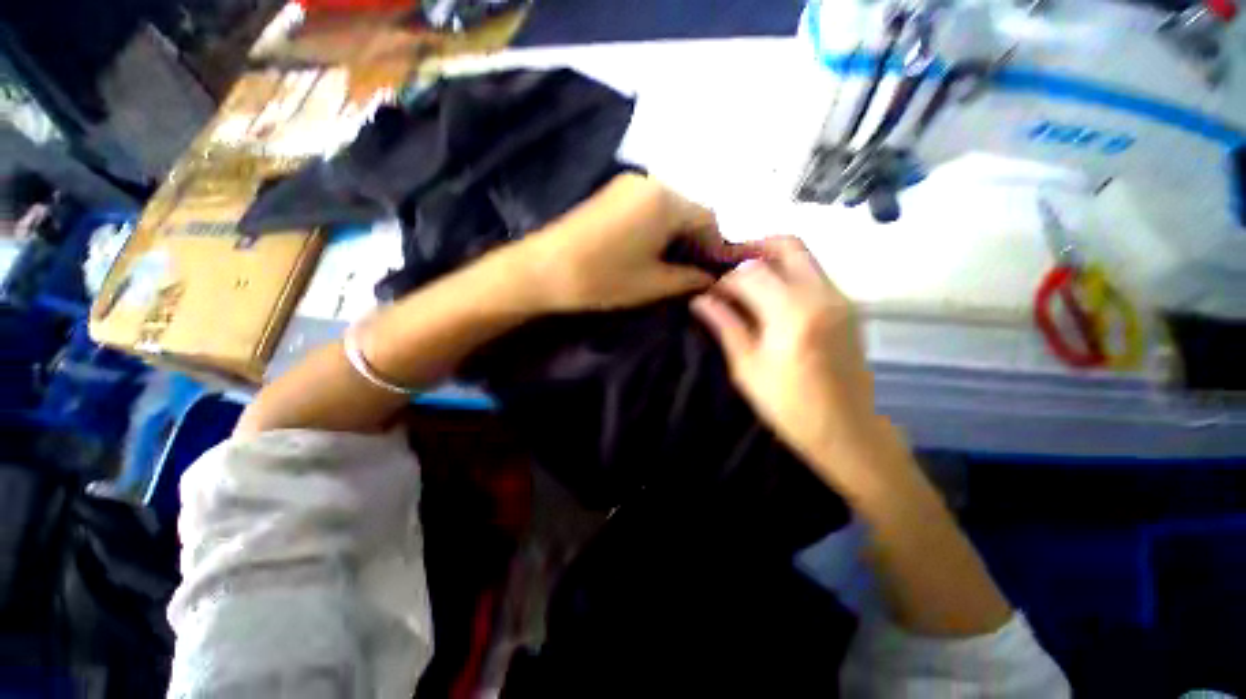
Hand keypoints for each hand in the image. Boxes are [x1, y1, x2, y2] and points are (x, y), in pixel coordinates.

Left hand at [522, 174, 746, 311]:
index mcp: (667, 201)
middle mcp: (652, 182)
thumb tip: (712, 279)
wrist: (543, 269)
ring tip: (680, 263)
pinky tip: (657, 249)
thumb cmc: (603, 278)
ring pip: (671, 207)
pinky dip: (662, 226)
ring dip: (681, 233)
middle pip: (692, 209)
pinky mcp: (613, 193)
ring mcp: (629, 185)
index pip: (711, 219)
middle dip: (701, 239)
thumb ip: (689, 279)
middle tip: (702, 269)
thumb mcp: (653, 284)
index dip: (720, 246)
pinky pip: (651, 206)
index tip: (721, 270)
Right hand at [691, 236, 878, 488]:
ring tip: (746, 280)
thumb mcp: (747, 367)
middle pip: (787, 245)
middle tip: (729, 265)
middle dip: (753, 248)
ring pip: (804, 257)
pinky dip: (789, 274)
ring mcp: (840, 298)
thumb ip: (725, 326)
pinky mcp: (847, 307)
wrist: (846, 429)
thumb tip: (700, 300)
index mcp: (792, 313)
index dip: (725, 280)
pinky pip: (814, 274)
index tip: (711, 294)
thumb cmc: (789, 405)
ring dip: (772, 260)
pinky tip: (771, 296)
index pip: (751, 273)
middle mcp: (821, 295)